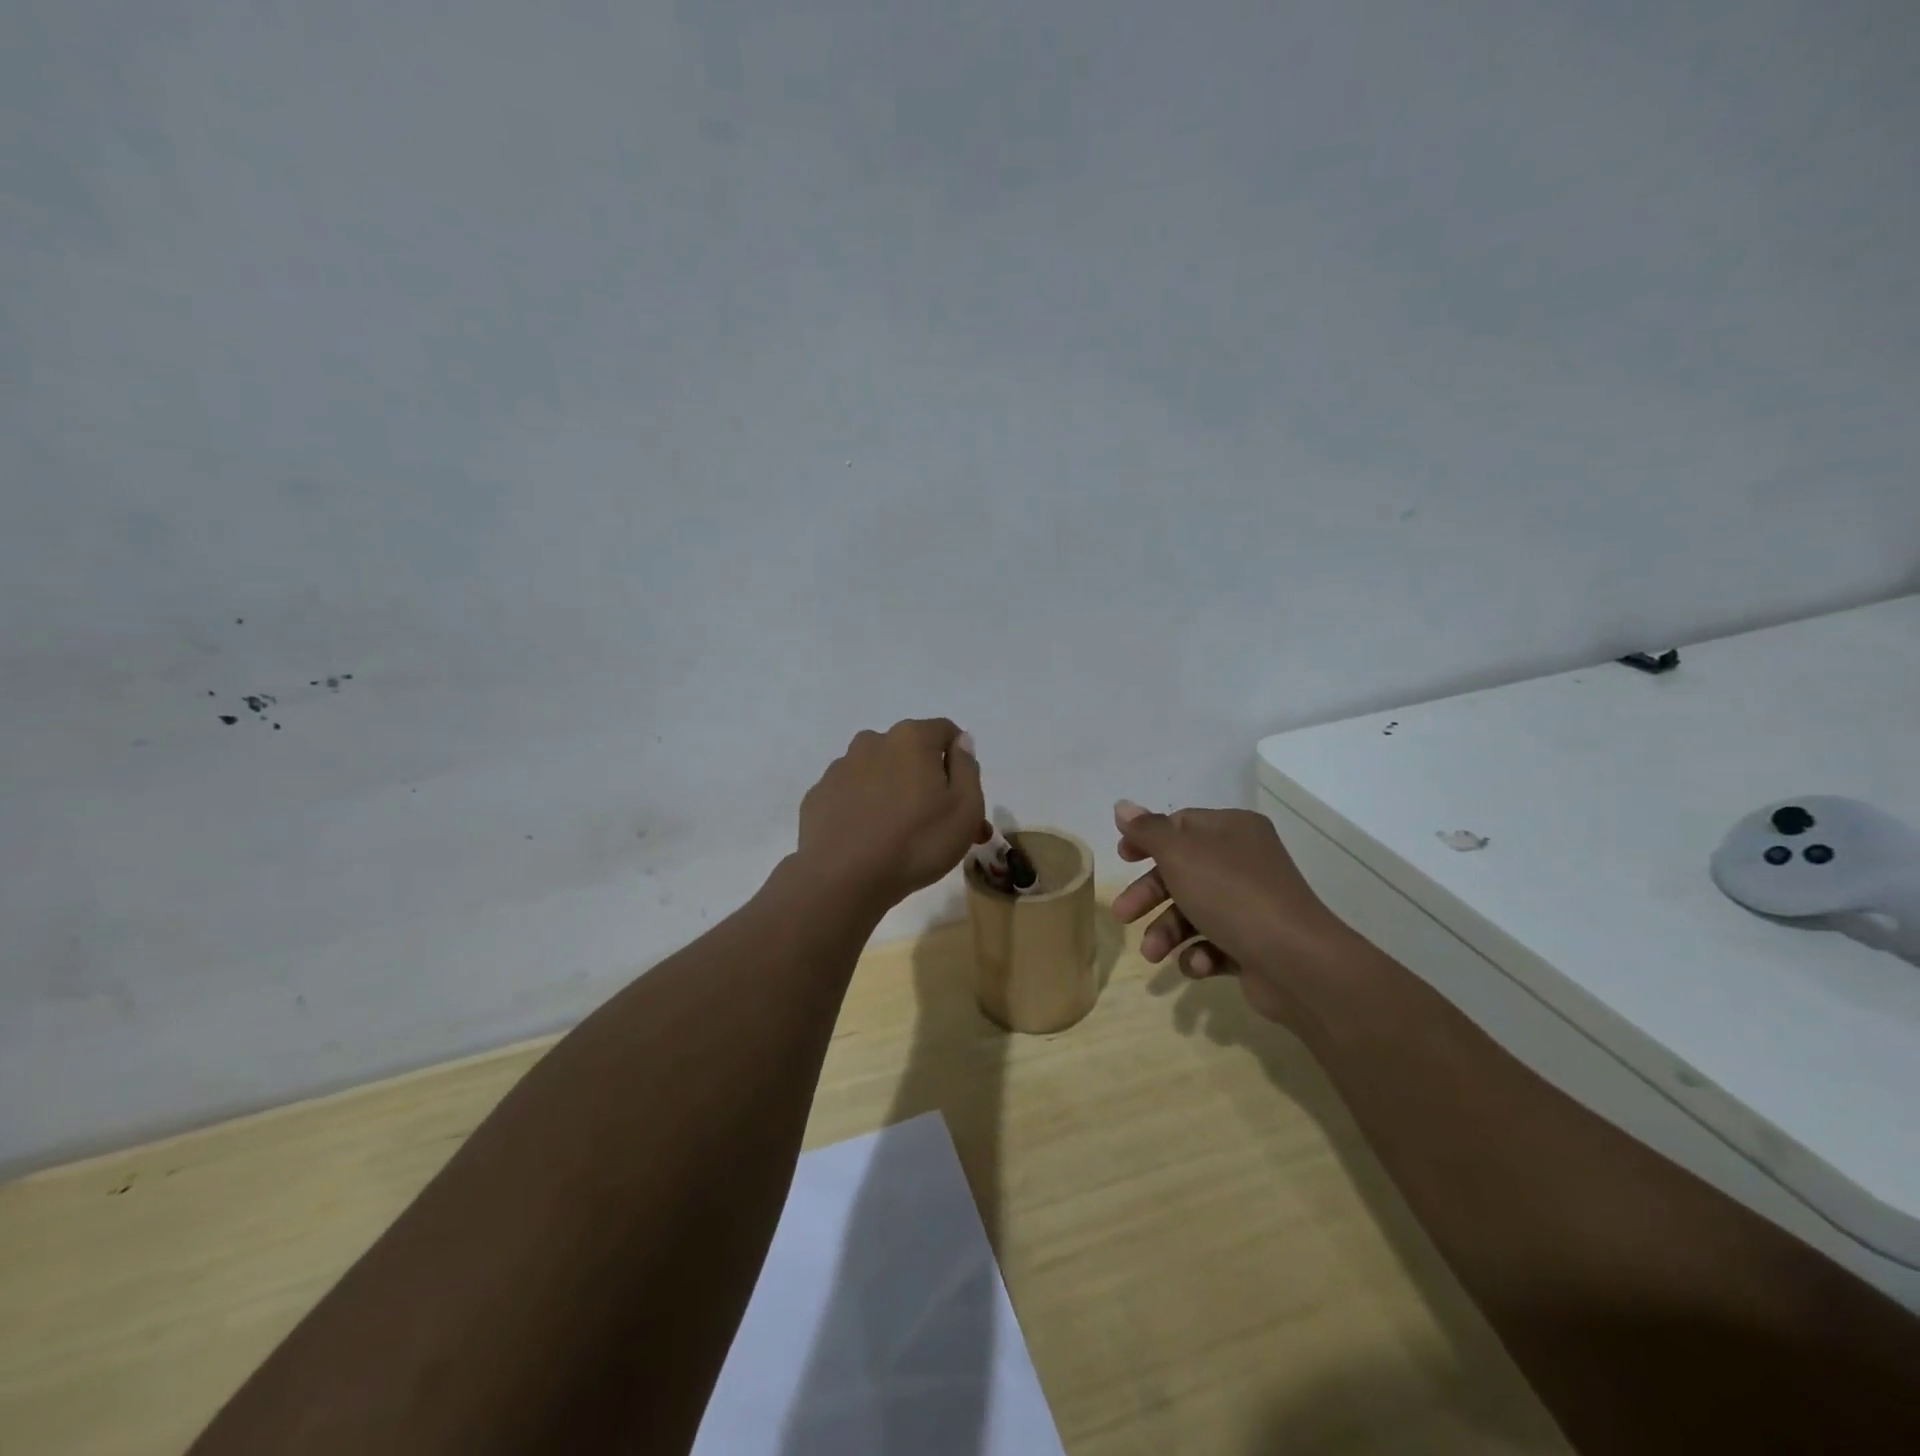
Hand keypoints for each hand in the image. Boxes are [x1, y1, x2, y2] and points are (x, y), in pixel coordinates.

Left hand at [795, 720, 985, 911]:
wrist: (843, 879)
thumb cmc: (917, 842)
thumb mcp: (966, 809)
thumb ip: (967, 767)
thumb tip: (961, 742)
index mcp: (912, 738)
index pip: (945, 731)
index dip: (959, 760)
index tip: (962, 796)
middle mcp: (873, 742)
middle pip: (910, 752)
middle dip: (926, 780)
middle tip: (938, 824)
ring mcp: (840, 768)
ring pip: (878, 773)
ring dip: (893, 793)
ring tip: (901, 837)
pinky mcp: (818, 796)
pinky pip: (851, 796)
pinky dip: (863, 809)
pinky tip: (869, 841)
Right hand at [1111, 800, 1352, 1024]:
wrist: (1296, 962)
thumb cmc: (1231, 894)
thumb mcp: (1180, 854)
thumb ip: (1148, 831)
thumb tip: (1122, 806)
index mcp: (1232, 830)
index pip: (1181, 825)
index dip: (1148, 840)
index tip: (1122, 858)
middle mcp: (1244, 861)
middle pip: (1182, 871)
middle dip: (1150, 895)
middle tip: (1123, 915)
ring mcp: (1252, 904)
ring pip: (1194, 911)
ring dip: (1167, 931)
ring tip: (1153, 954)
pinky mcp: (1255, 943)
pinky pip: (1215, 943)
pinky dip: (1198, 954)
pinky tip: (1196, 965)